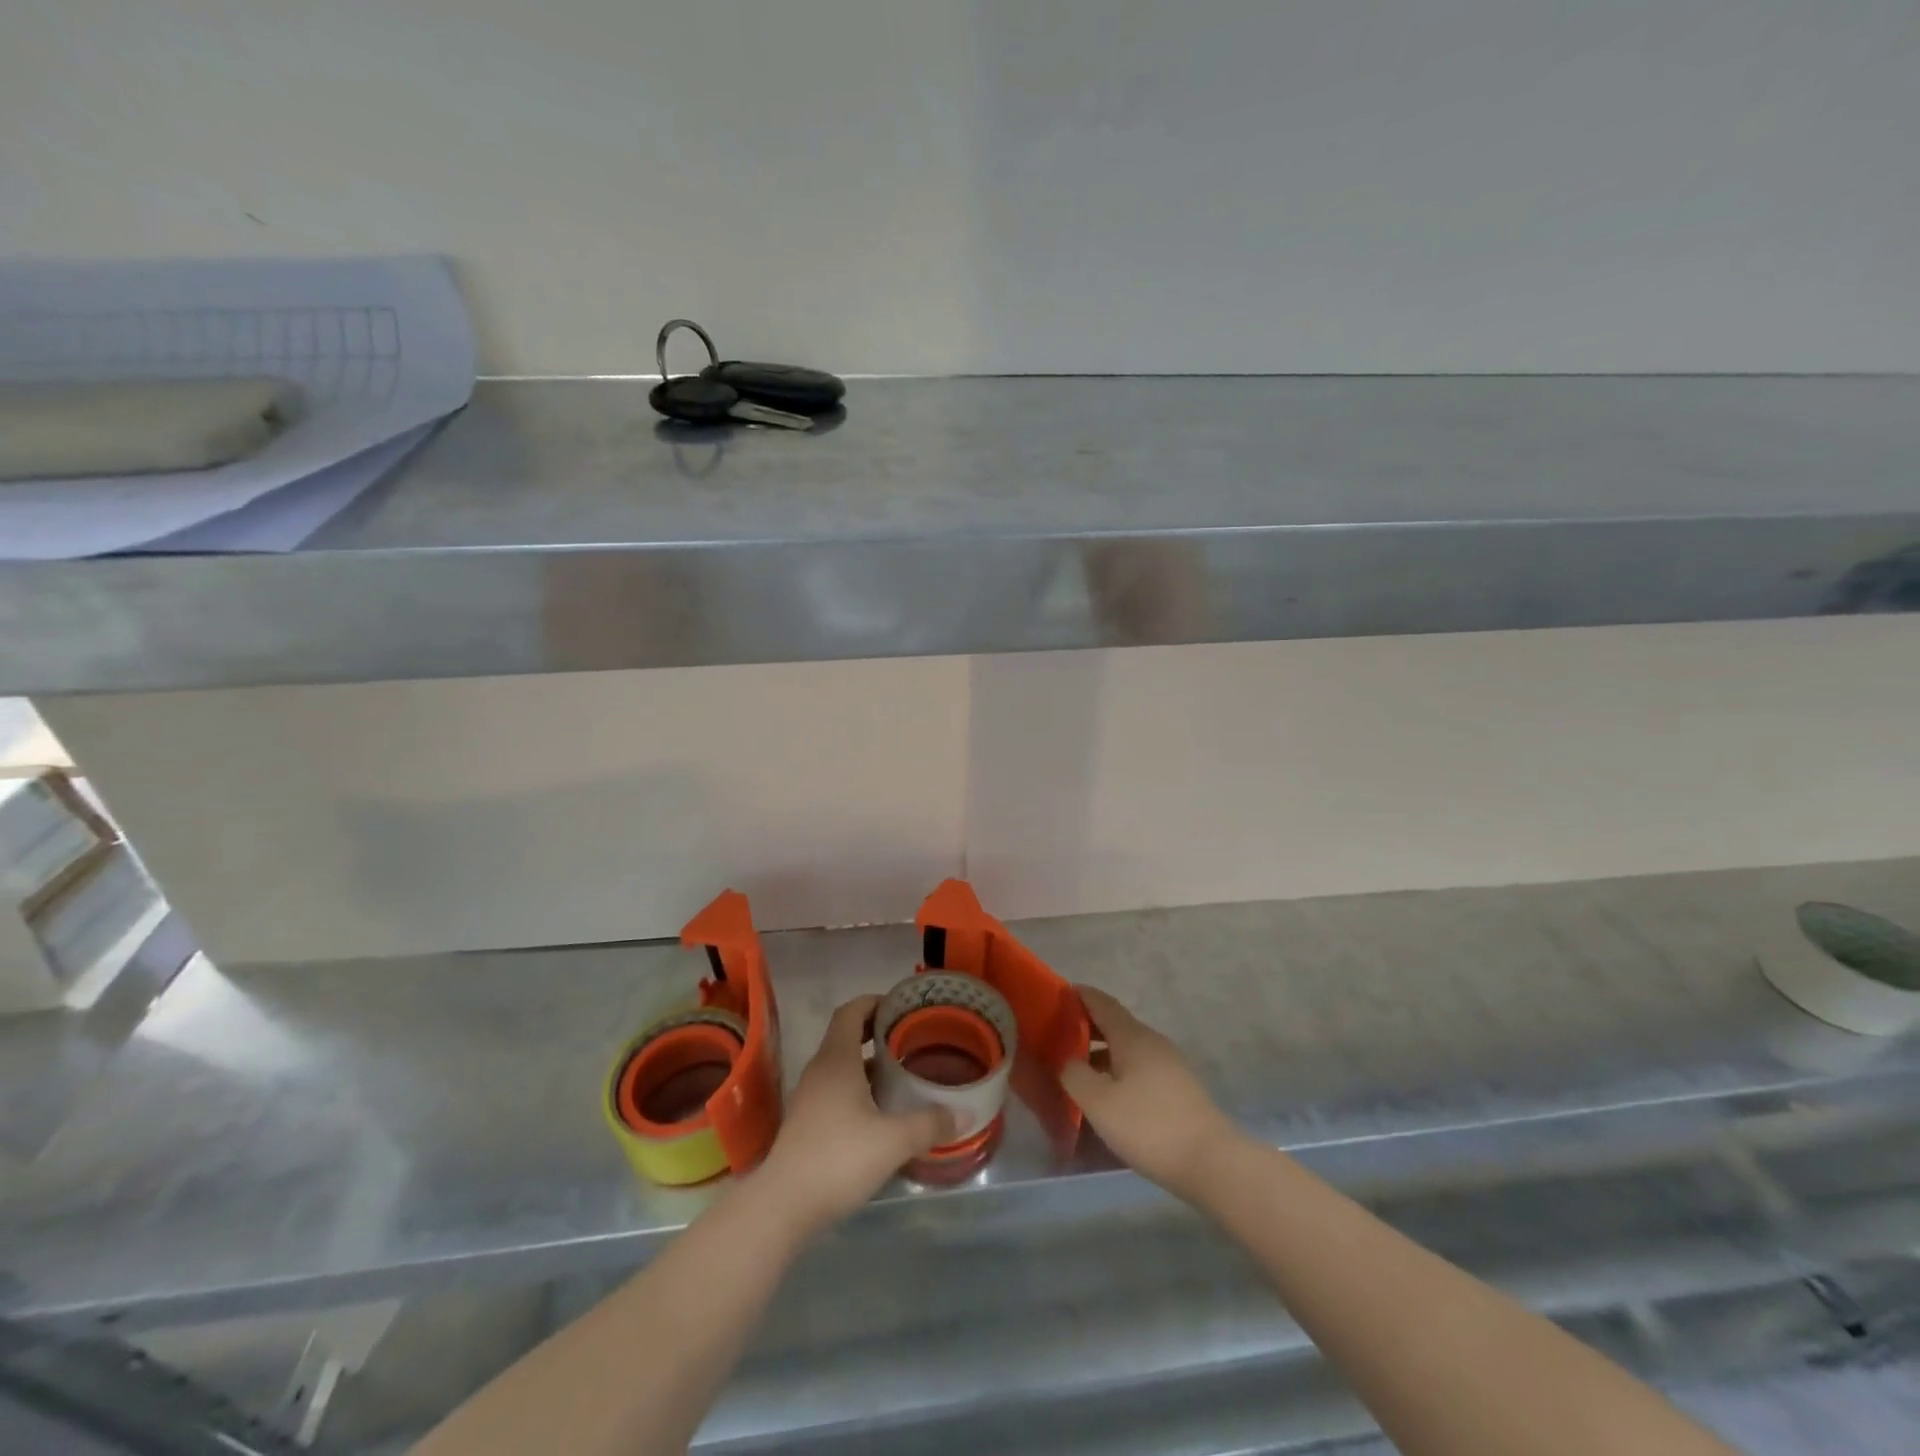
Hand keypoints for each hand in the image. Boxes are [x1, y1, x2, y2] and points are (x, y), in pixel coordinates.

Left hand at [756, 996, 954, 1236]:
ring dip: (867, 1062)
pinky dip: (857, 1087)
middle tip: (910, 1036)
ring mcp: (809, 1097)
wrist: (782, 1206)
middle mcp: (820, 1070)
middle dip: (876, 1030)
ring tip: (901, 1071)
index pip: (851, 1011)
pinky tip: (880, 1110)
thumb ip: (929, 1124)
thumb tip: (965, 1114)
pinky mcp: (806, 1123)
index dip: (874, 1001)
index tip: (901, 1006)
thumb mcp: (893, 1141)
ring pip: (840, 1065)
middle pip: (845, 1035)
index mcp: (836, 1059)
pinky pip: (835, 1089)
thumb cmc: (838, 1159)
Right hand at [1060, 985, 1244, 1202]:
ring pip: (1127, 1049)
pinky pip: (1139, 1069)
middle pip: (1115, 1025)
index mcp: (1132, 1036)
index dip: (1079, 996)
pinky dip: (1118, 1072)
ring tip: (1077, 1071)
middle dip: (1086, 1028)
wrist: (1211, 1162)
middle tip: (1057, 1039)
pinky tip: (1108, 1095)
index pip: (1101, 1003)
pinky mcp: (1178, 1089)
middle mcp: (1152, 1042)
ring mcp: (1169, 1065)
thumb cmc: (1149, 1125)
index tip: (1056, 996)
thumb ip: (1074, 1075)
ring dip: (1101, 1054)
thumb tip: (1065, 1059)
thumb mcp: (1099, 1102)